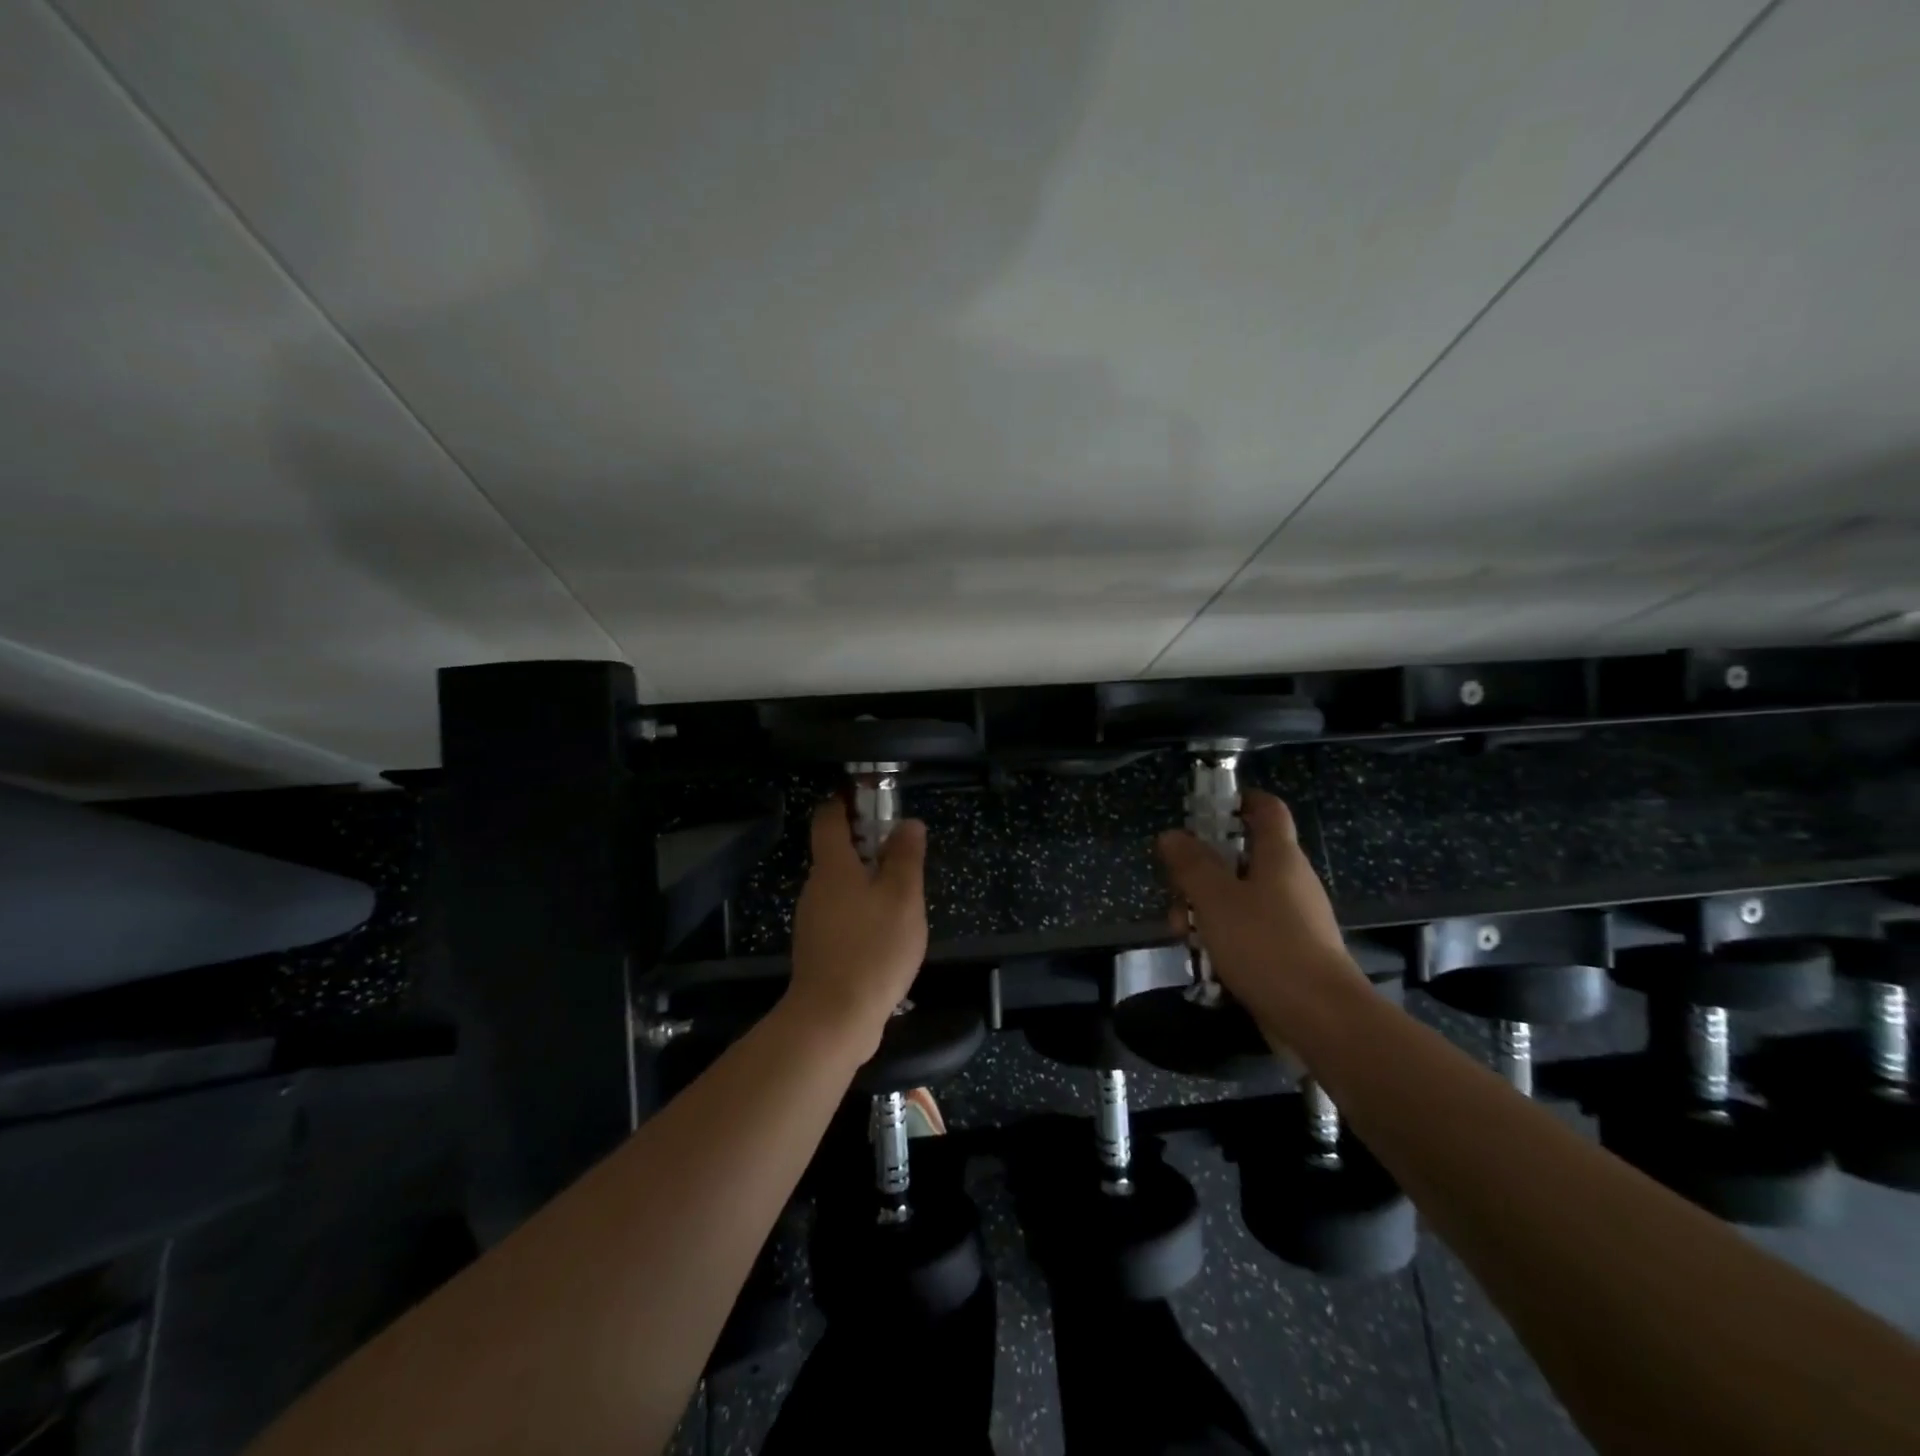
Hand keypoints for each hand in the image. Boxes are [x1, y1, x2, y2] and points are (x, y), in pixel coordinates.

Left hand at [785, 799, 929, 1059]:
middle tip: (902, 850)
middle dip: (866, 844)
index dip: (844, 801)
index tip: (867, 796)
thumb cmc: (872, 948)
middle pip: (836, 852)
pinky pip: (842, 915)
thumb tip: (908, 822)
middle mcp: (816, 888)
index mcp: (833, 867)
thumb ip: (906, 856)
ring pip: (841, 886)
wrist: (834, 1018)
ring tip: (903, 894)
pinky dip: (862, 911)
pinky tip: (887, 932)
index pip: (828, 818)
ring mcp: (813, 920)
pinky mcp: (819, 949)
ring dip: (867, 881)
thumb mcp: (903, 897)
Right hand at [1155, 791, 1363, 1033]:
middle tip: (1176, 893)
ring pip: (1239, 898)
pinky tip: (1205, 961)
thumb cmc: (1265, 945)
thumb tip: (1172, 835)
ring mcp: (1292, 918)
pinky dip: (1224, 938)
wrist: (1320, 1018)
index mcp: (1279, 856)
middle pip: (1240, 857)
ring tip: (1184, 935)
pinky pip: (1249, 931)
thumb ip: (1191, 864)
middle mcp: (1290, 881)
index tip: (1203, 809)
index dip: (1238, 800)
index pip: (1266, 808)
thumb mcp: (1215, 899)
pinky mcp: (1289, 952)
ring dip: (1206, 910)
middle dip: (1201, 872)